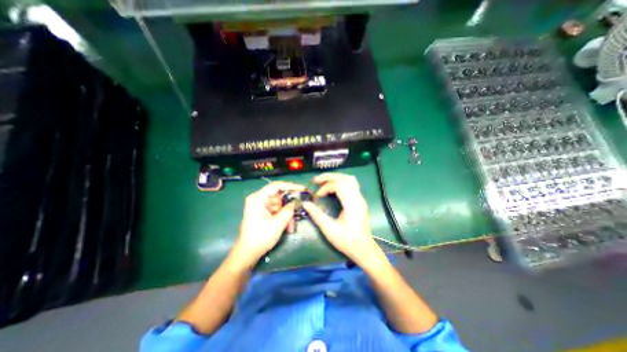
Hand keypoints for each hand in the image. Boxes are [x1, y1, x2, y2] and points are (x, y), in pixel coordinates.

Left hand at [232, 181, 306, 266]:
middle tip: (301, 207)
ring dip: (288, 214)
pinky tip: (288, 226)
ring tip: (291, 225)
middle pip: (279, 196)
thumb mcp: (278, 223)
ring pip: (280, 205)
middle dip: (290, 204)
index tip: (302, 189)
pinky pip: (278, 211)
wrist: (248, 253)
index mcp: (258, 198)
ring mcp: (262, 206)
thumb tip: (296, 202)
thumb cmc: (261, 237)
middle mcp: (259, 199)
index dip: (291, 186)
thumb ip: (289, 210)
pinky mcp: (264, 213)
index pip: (277, 186)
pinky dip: (284, 217)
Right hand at [302, 172, 384, 264]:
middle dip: (329, 177)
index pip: (339, 185)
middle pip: (344, 178)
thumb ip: (317, 215)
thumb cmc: (347, 241)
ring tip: (323, 181)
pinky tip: (333, 187)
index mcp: (352, 204)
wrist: (364, 249)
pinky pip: (351, 184)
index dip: (326, 187)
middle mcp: (358, 198)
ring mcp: (360, 198)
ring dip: (335, 178)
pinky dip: (340, 182)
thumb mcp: (329, 230)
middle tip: (316, 180)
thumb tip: (305, 204)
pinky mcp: (360, 200)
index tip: (317, 195)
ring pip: (349, 179)